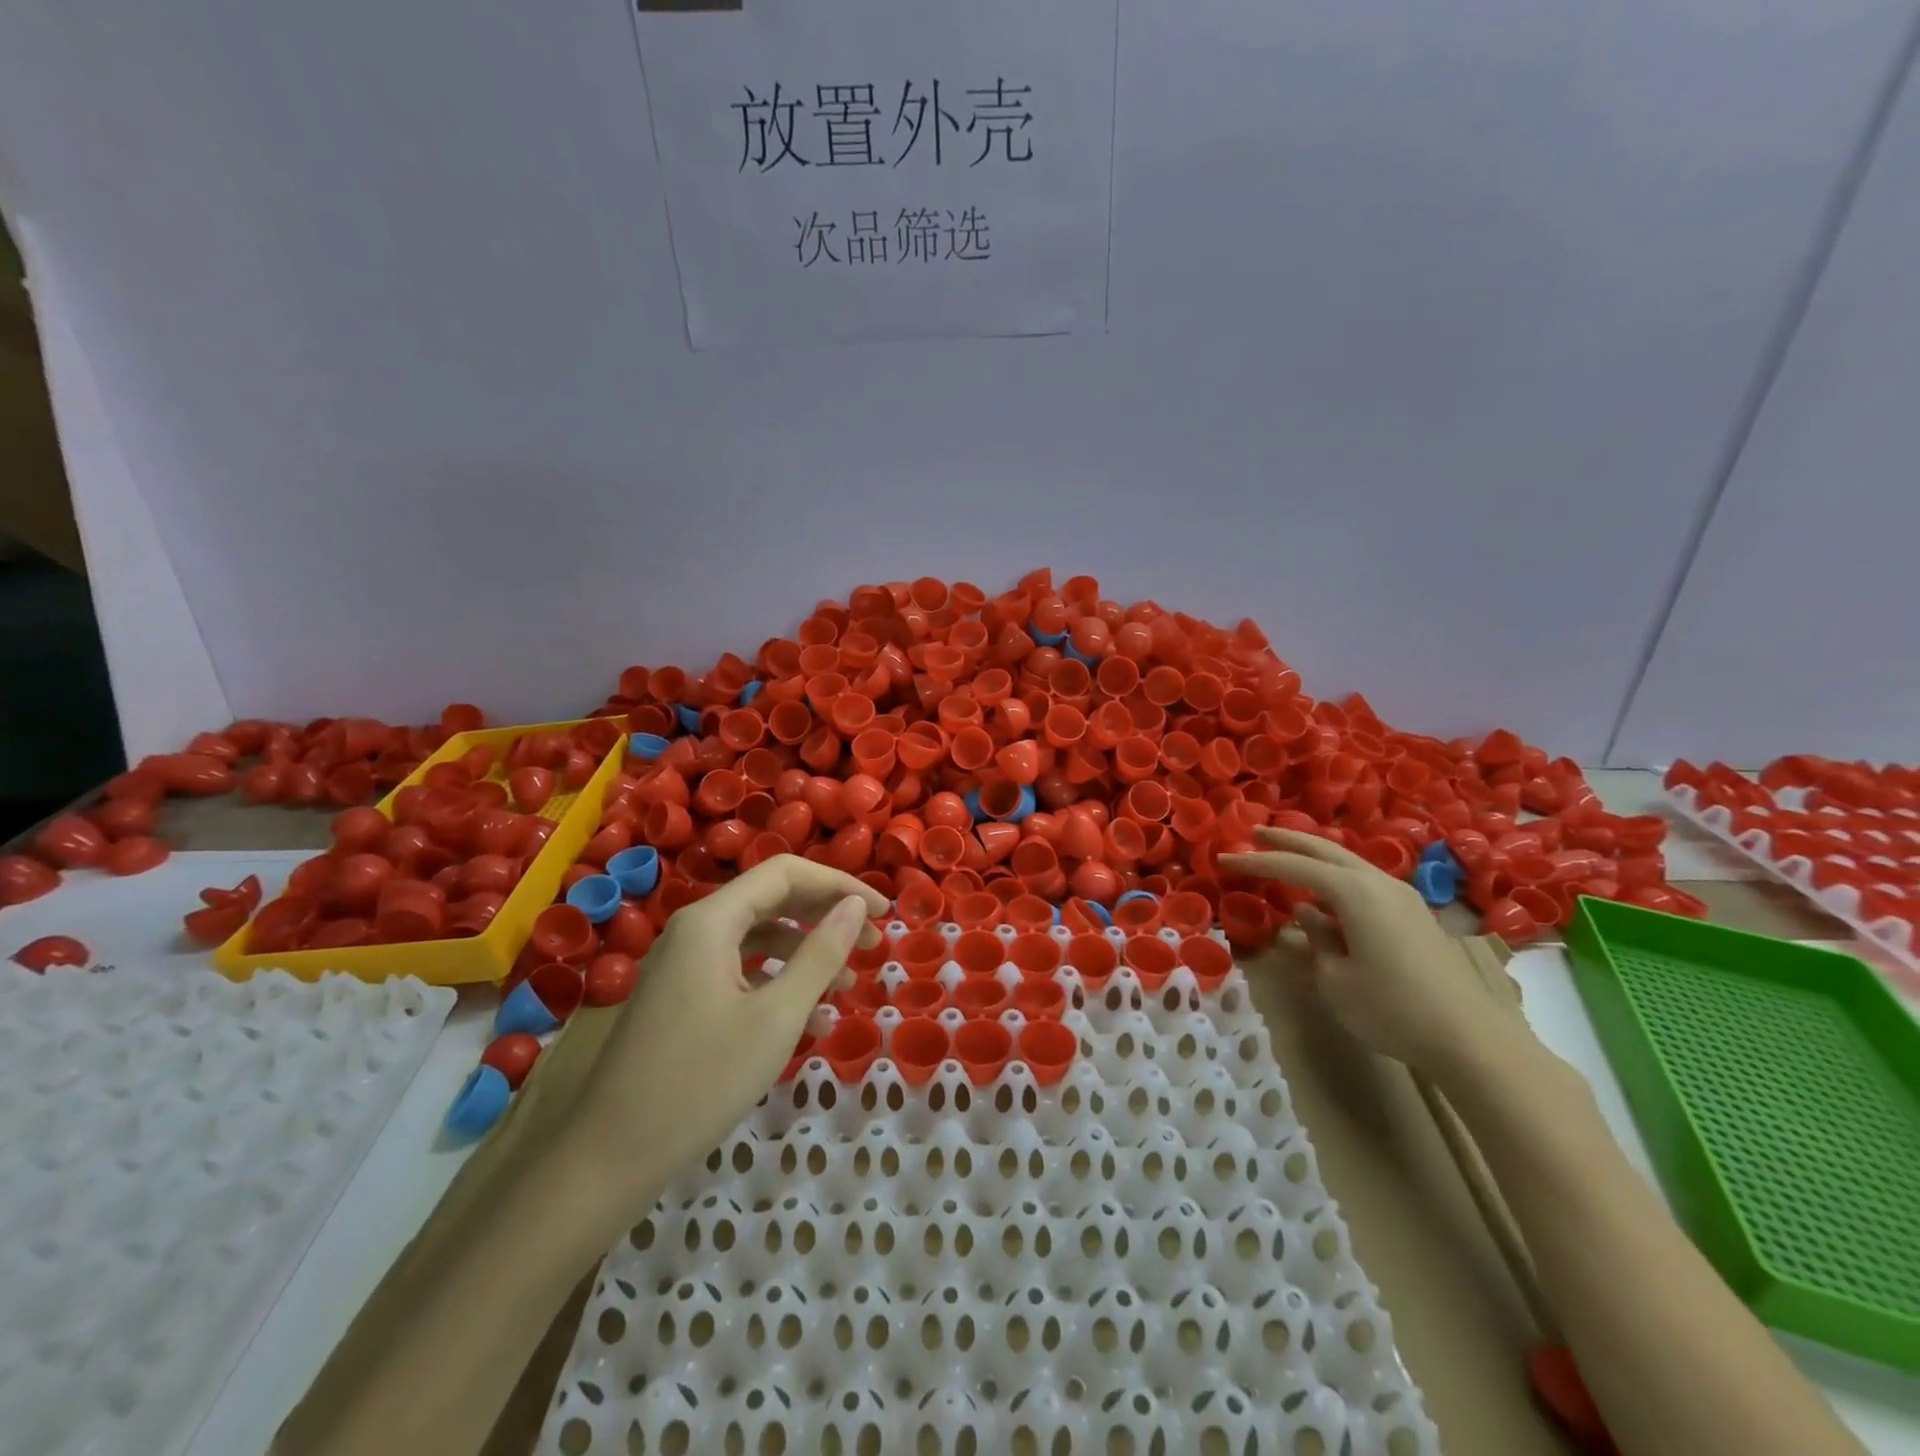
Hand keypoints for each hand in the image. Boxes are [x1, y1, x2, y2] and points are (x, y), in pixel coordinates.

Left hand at [573, 856, 889, 1204]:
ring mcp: (684, 965)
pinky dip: (778, 982)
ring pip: (758, 937)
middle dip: (826, 917)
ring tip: (847, 985)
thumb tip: (856, 905)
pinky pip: (740, 970)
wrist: (608, 1158)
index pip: (787, 873)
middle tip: (873, 944)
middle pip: (773, 900)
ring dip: (806, 953)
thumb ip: (821, 954)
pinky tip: (809, 1017)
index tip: (883, 912)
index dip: (840, 885)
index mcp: (712, 920)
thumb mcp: (777, 1016)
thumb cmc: (701, 1081)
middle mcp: (695, 930)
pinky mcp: (682, 997)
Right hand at [1218, 827, 1522, 1078]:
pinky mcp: (1413, 914)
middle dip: (1288, 840)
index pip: (1294, 867)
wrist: (1470, 1038)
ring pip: (1348, 861)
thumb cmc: (1391, 1008)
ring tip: (1287, 855)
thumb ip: (1315, 939)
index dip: (1257, 862)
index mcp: (1354, 892)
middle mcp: (1378, 882)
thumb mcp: (1335, 979)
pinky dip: (1336, 874)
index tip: (1225, 859)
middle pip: (1325, 849)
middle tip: (1256, 832)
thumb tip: (1307, 914)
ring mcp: (1401, 896)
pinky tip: (1326, 891)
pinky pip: (1364, 880)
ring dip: (1315, 855)